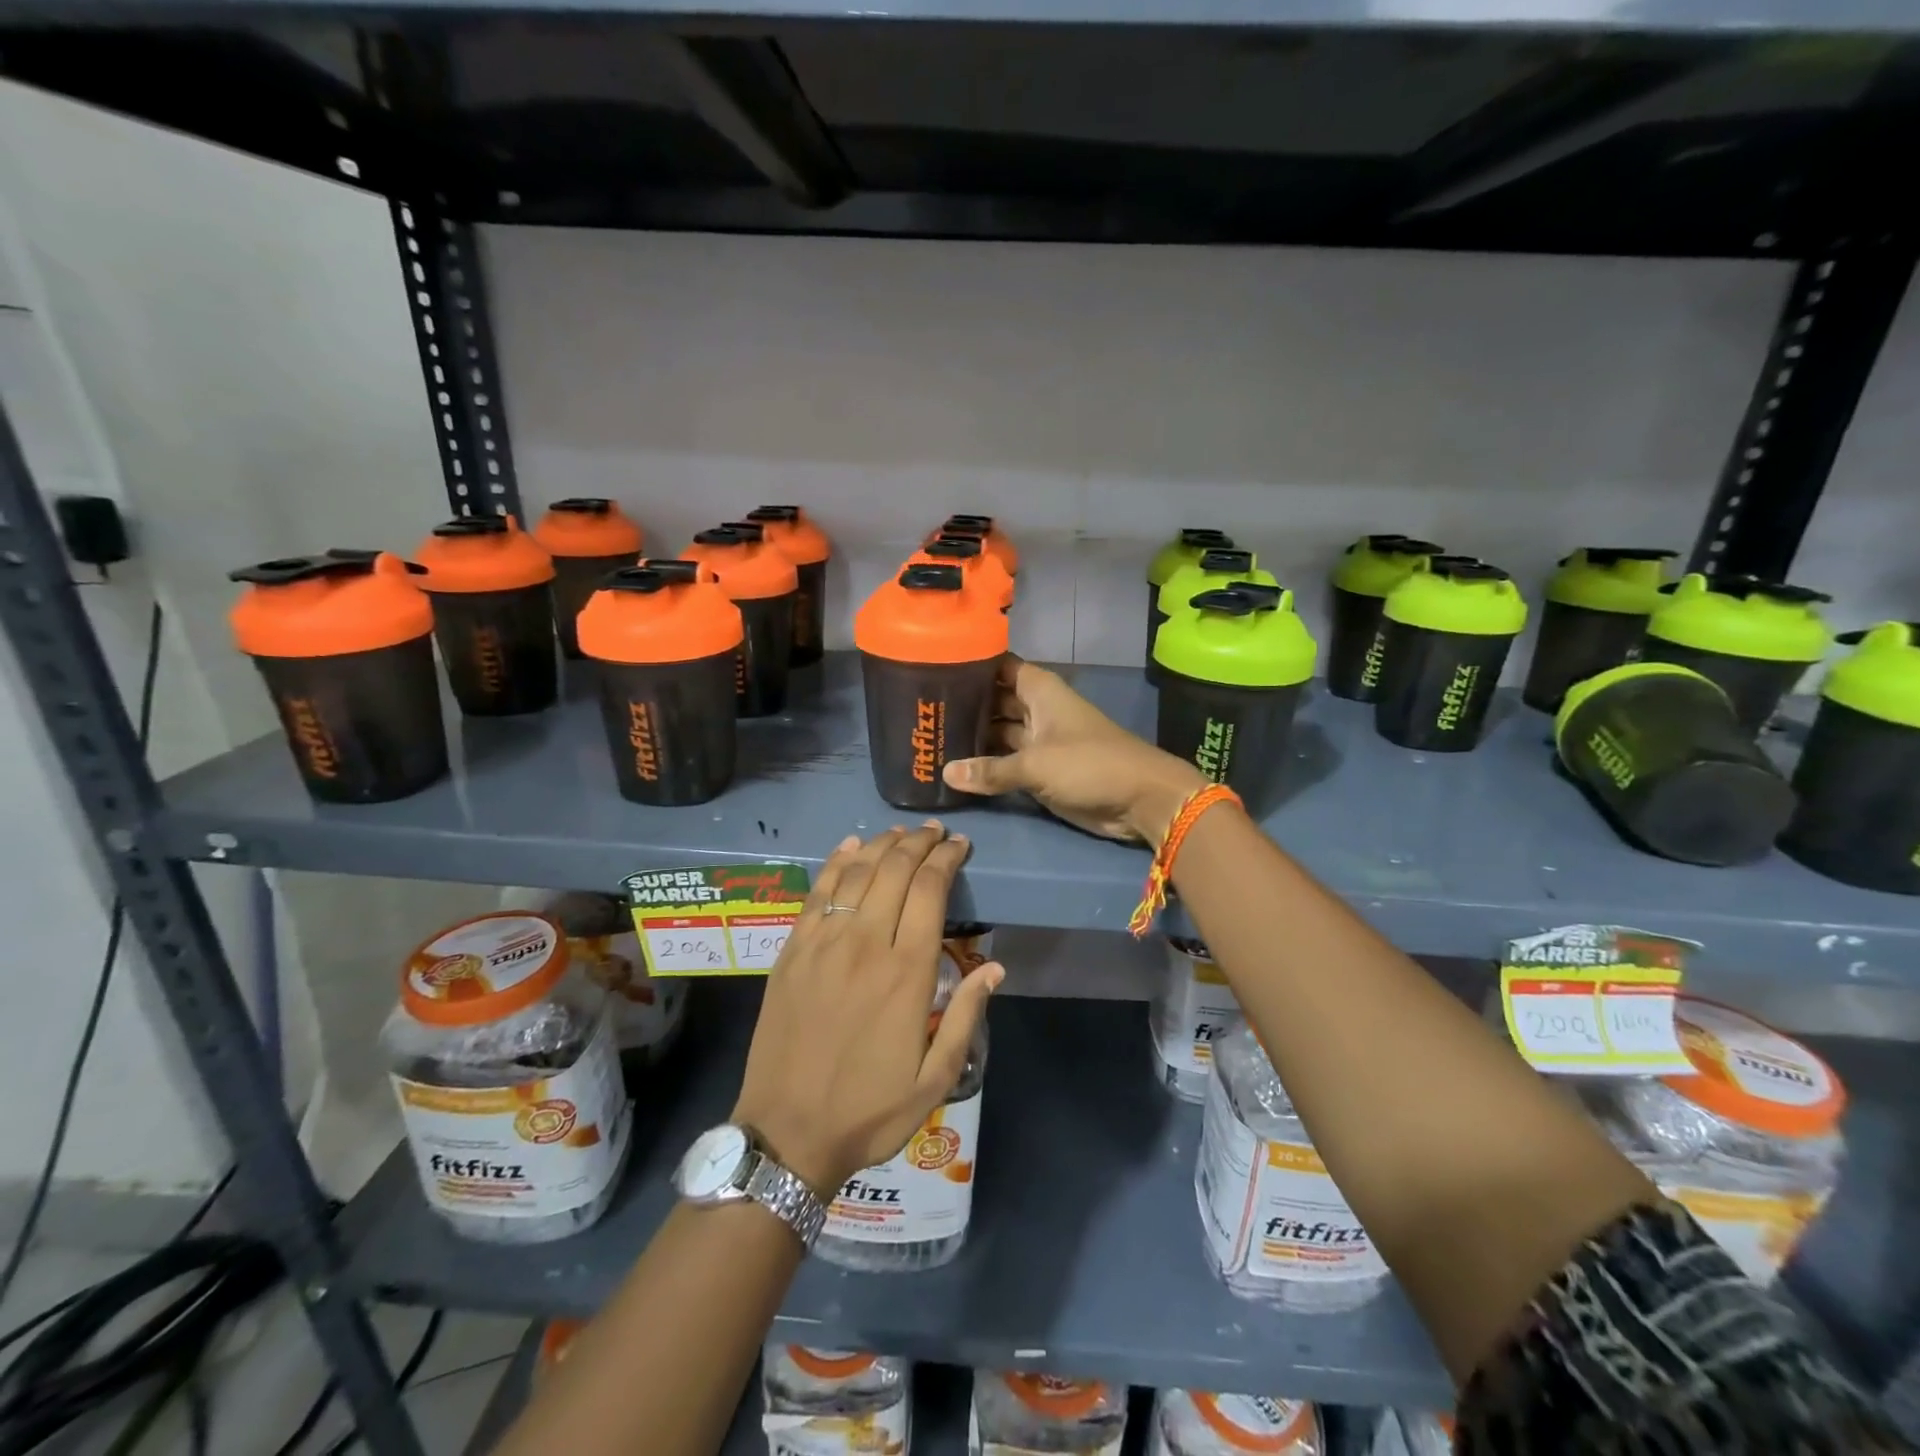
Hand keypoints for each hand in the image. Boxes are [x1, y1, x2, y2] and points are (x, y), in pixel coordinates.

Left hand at [732, 823, 1002, 1196]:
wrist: (787, 1134)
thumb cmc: (869, 1110)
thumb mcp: (934, 1080)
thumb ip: (967, 1017)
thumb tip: (995, 967)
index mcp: (907, 973)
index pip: (931, 890)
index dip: (947, 858)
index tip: (960, 844)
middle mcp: (866, 944)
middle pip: (895, 870)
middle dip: (919, 843)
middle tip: (935, 832)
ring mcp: (823, 943)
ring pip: (857, 872)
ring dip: (882, 844)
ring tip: (901, 833)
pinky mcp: (792, 950)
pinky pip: (817, 892)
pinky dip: (835, 862)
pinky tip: (850, 846)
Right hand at [942, 656, 1206, 847]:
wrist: (1140, 800)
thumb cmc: (1090, 764)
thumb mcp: (1036, 764)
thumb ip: (990, 770)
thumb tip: (946, 774)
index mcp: (1039, 690)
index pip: (997, 666)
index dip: (968, 665)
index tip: (930, 667)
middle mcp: (1036, 709)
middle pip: (992, 701)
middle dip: (962, 706)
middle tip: (919, 712)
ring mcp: (1038, 740)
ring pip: (997, 733)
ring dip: (971, 738)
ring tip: (927, 739)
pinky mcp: (1040, 769)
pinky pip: (1006, 762)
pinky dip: (985, 765)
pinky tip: (953, 769)